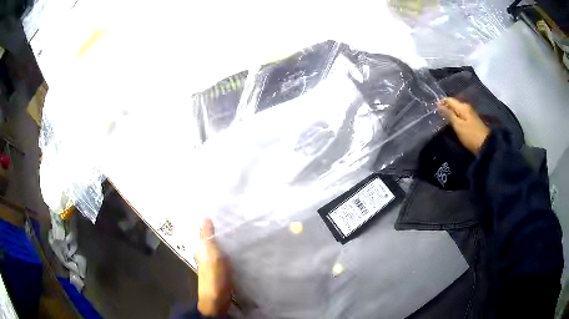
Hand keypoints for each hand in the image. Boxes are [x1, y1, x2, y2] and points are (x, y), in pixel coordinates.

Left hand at [195, 218, 232, 316]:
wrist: (218, 301)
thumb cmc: (214, 278)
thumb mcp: (211, 256)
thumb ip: (208, 238)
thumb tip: (205, 216)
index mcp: (202, 250)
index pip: (205, 231)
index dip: (211, 221)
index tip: (223, 210)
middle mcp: (207, 255)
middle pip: (213, 238)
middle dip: (221, 228)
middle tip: (236, 217)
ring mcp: (215, 264)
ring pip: (221, 247)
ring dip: (227, 239)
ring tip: (241, 228)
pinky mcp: (223, 271)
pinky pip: (227, 256)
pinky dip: (232, 250)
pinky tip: (241, 247)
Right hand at [438, 97, 489, 153]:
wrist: (485, 145)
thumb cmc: (470, 135)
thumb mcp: (458, 125)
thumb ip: (449, 114)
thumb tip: (439, 105)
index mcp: (462, 106)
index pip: (449, 100)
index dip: (441, 102)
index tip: (433, 108)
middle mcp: (466, 107)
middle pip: (453, 104)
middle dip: (445, 108)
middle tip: (436, 114)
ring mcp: (470, 114)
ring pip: (457, 110)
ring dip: (450, 113)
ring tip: (442, 119)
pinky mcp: (472, 121)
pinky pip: (461, 115)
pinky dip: (455, 117)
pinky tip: (452, 122)